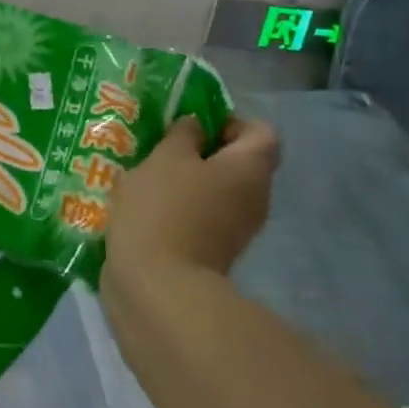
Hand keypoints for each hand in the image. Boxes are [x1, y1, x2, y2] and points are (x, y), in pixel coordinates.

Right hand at [106, 116, 280, 283]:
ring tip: (149, 176)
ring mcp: (238, 229)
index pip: (261, 131)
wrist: (158, 286)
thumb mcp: (166, 157)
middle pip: (239, 161)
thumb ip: (183, 134)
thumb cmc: (164, 209)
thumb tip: (196, 128)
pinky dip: (182, 207)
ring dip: (188, 180)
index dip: (229, 121)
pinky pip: (204, 215)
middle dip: (203, 151)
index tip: (192, 126)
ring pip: (219, 190)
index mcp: (251, 169)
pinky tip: (148, 206)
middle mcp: (255, 198)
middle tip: (165, 148)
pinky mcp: (215, 251)